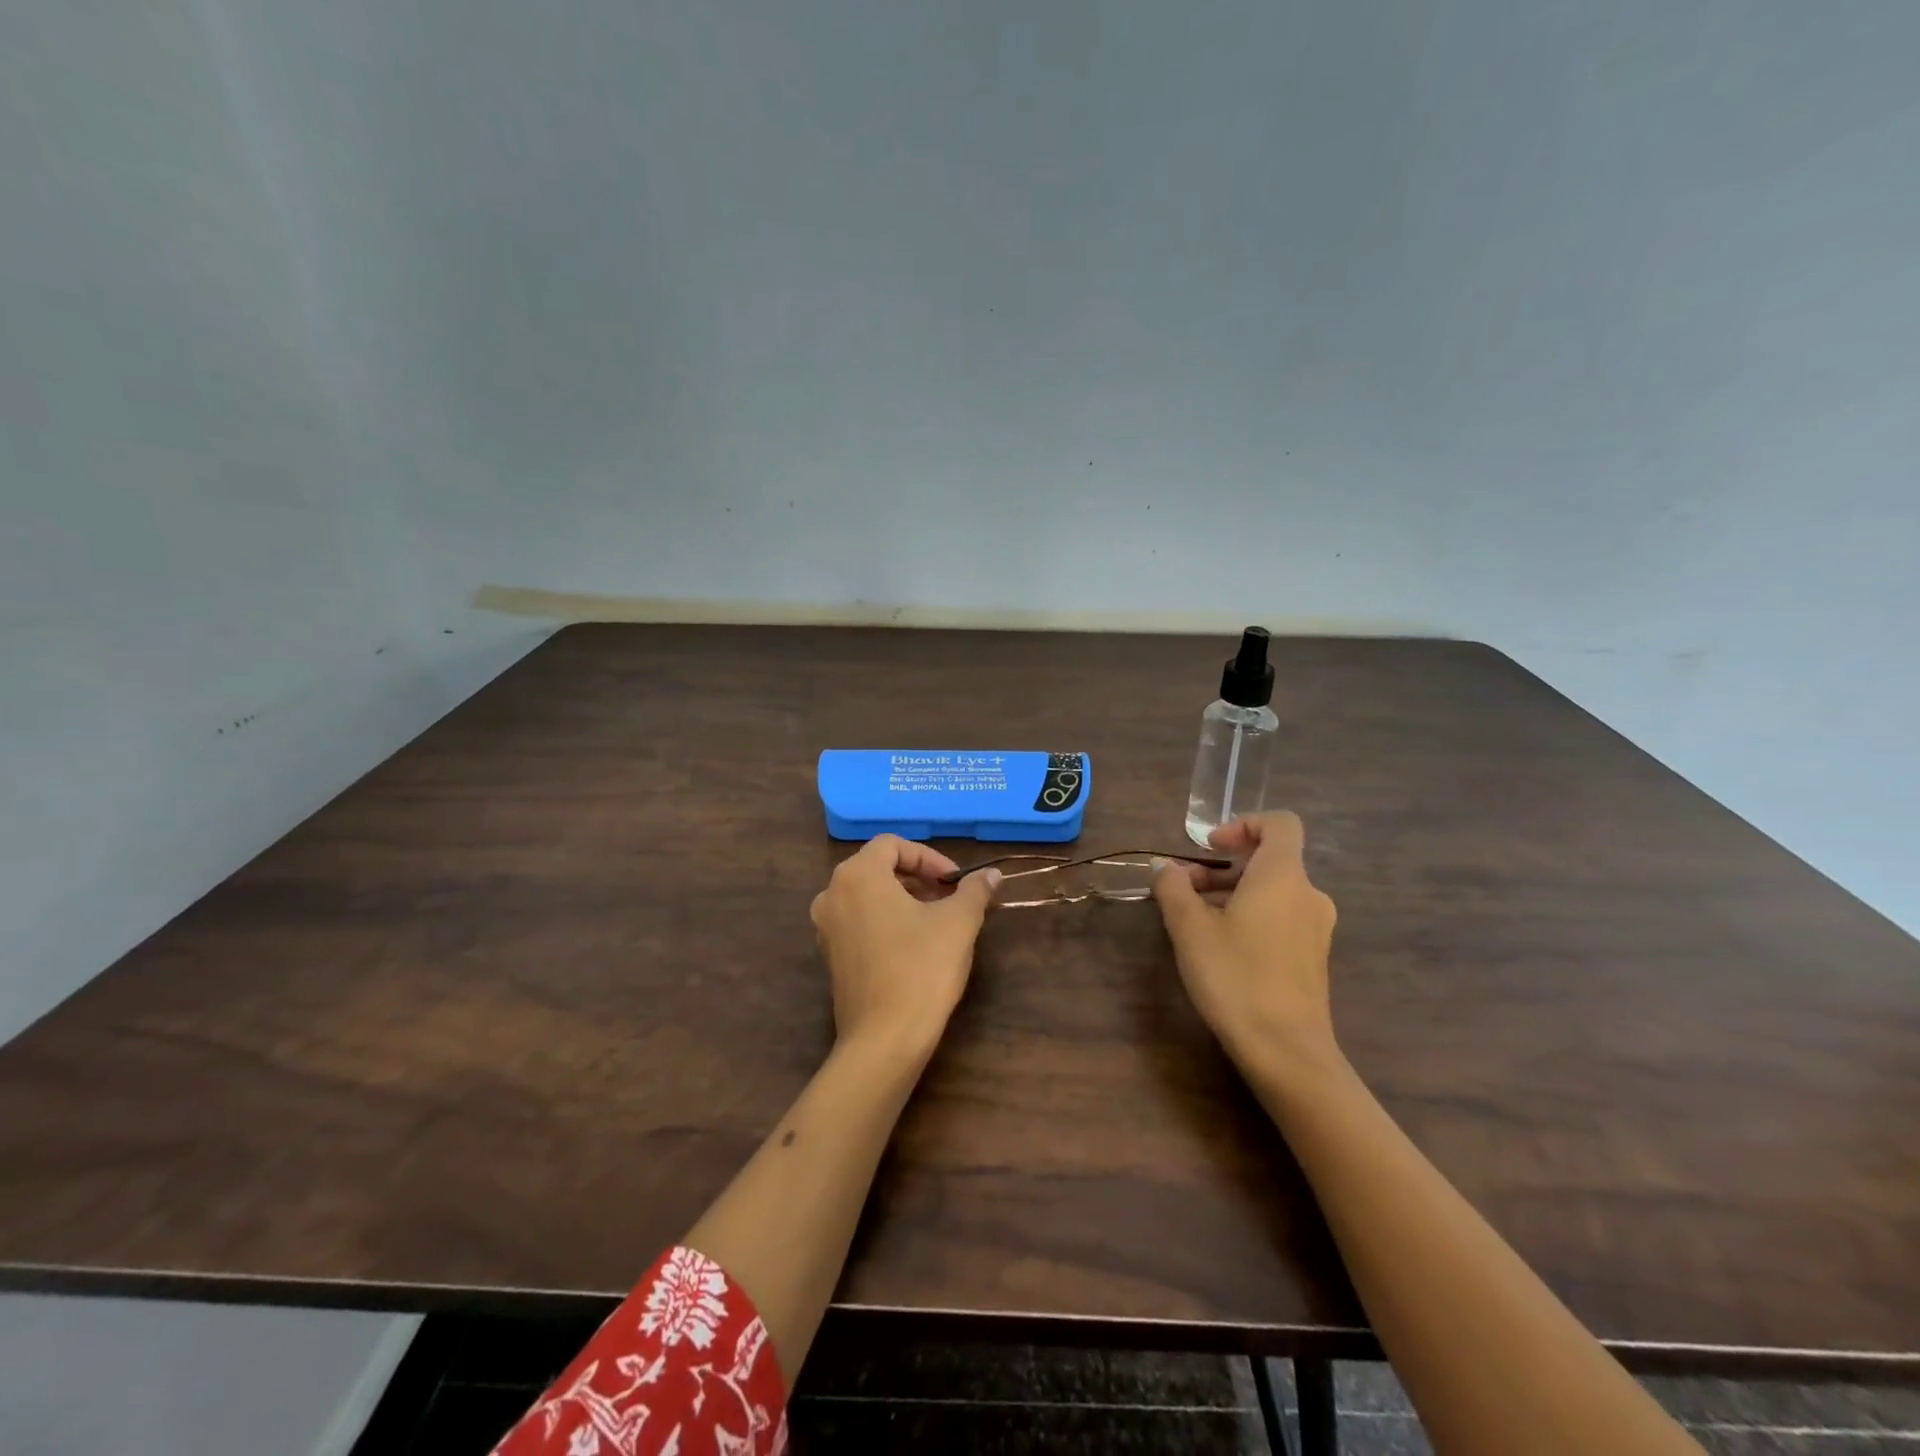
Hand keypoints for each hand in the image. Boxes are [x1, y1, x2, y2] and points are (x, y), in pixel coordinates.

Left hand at [810, 835, 1000, 1061]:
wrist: (885, 1039)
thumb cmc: (922, 968)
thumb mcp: (958, 923)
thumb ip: (974, 890)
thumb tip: (991, 875)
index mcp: (858, 875)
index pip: (892, 845)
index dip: (928, 857)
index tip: (955, 881)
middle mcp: (832, 894)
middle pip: (877, 868)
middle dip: (917, 877)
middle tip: (949, 897)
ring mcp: (826, 927)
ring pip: (867, 895)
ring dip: (902, 898)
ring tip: (936, 920)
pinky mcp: (830, 956)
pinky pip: (858, 921)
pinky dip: (885, 920)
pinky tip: (914, 945)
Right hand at [1153, 812, 1339, 1082]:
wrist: (1286, 1052)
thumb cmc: (1235, 977)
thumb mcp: (1189, 928)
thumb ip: (1174, 887)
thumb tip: (1166, 867)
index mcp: (1283, 876)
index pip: (1280, 824)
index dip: (1243, 824)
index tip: (1209, 848)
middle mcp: (1308, 894)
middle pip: (1269, 860)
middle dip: (1223, 867)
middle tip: (1185, 890)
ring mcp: (1315, 928)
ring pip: (1273, 891)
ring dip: (1233, 893)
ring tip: (1195, 920)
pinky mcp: (1313, 957)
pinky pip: (1281, 917)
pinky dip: (1251, 916)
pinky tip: (1221, 947)